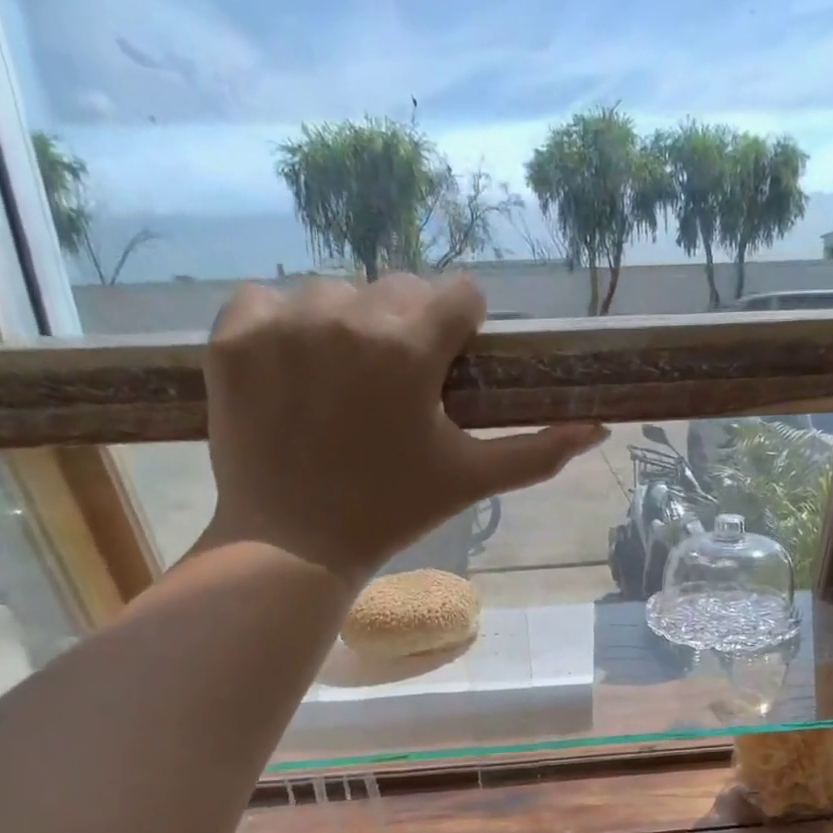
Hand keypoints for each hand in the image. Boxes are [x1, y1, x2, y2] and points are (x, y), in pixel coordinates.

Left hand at [199, 274, 606, 584]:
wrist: (293, 544)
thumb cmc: (392, 511)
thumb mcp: (473, 480)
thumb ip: (539, 450)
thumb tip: (599, 428)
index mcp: (411, 346)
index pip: (460, 292)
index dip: (462, 330)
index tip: (447, 369)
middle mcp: (349, 314)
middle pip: (400, 287)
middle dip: (407, 327)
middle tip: (393, 387)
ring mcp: (284, 320)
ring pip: (336, 292)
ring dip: (346, 327)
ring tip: (340, 386)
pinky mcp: (234, 333)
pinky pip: (267, 299)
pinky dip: (281, 326)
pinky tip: (290, 374)